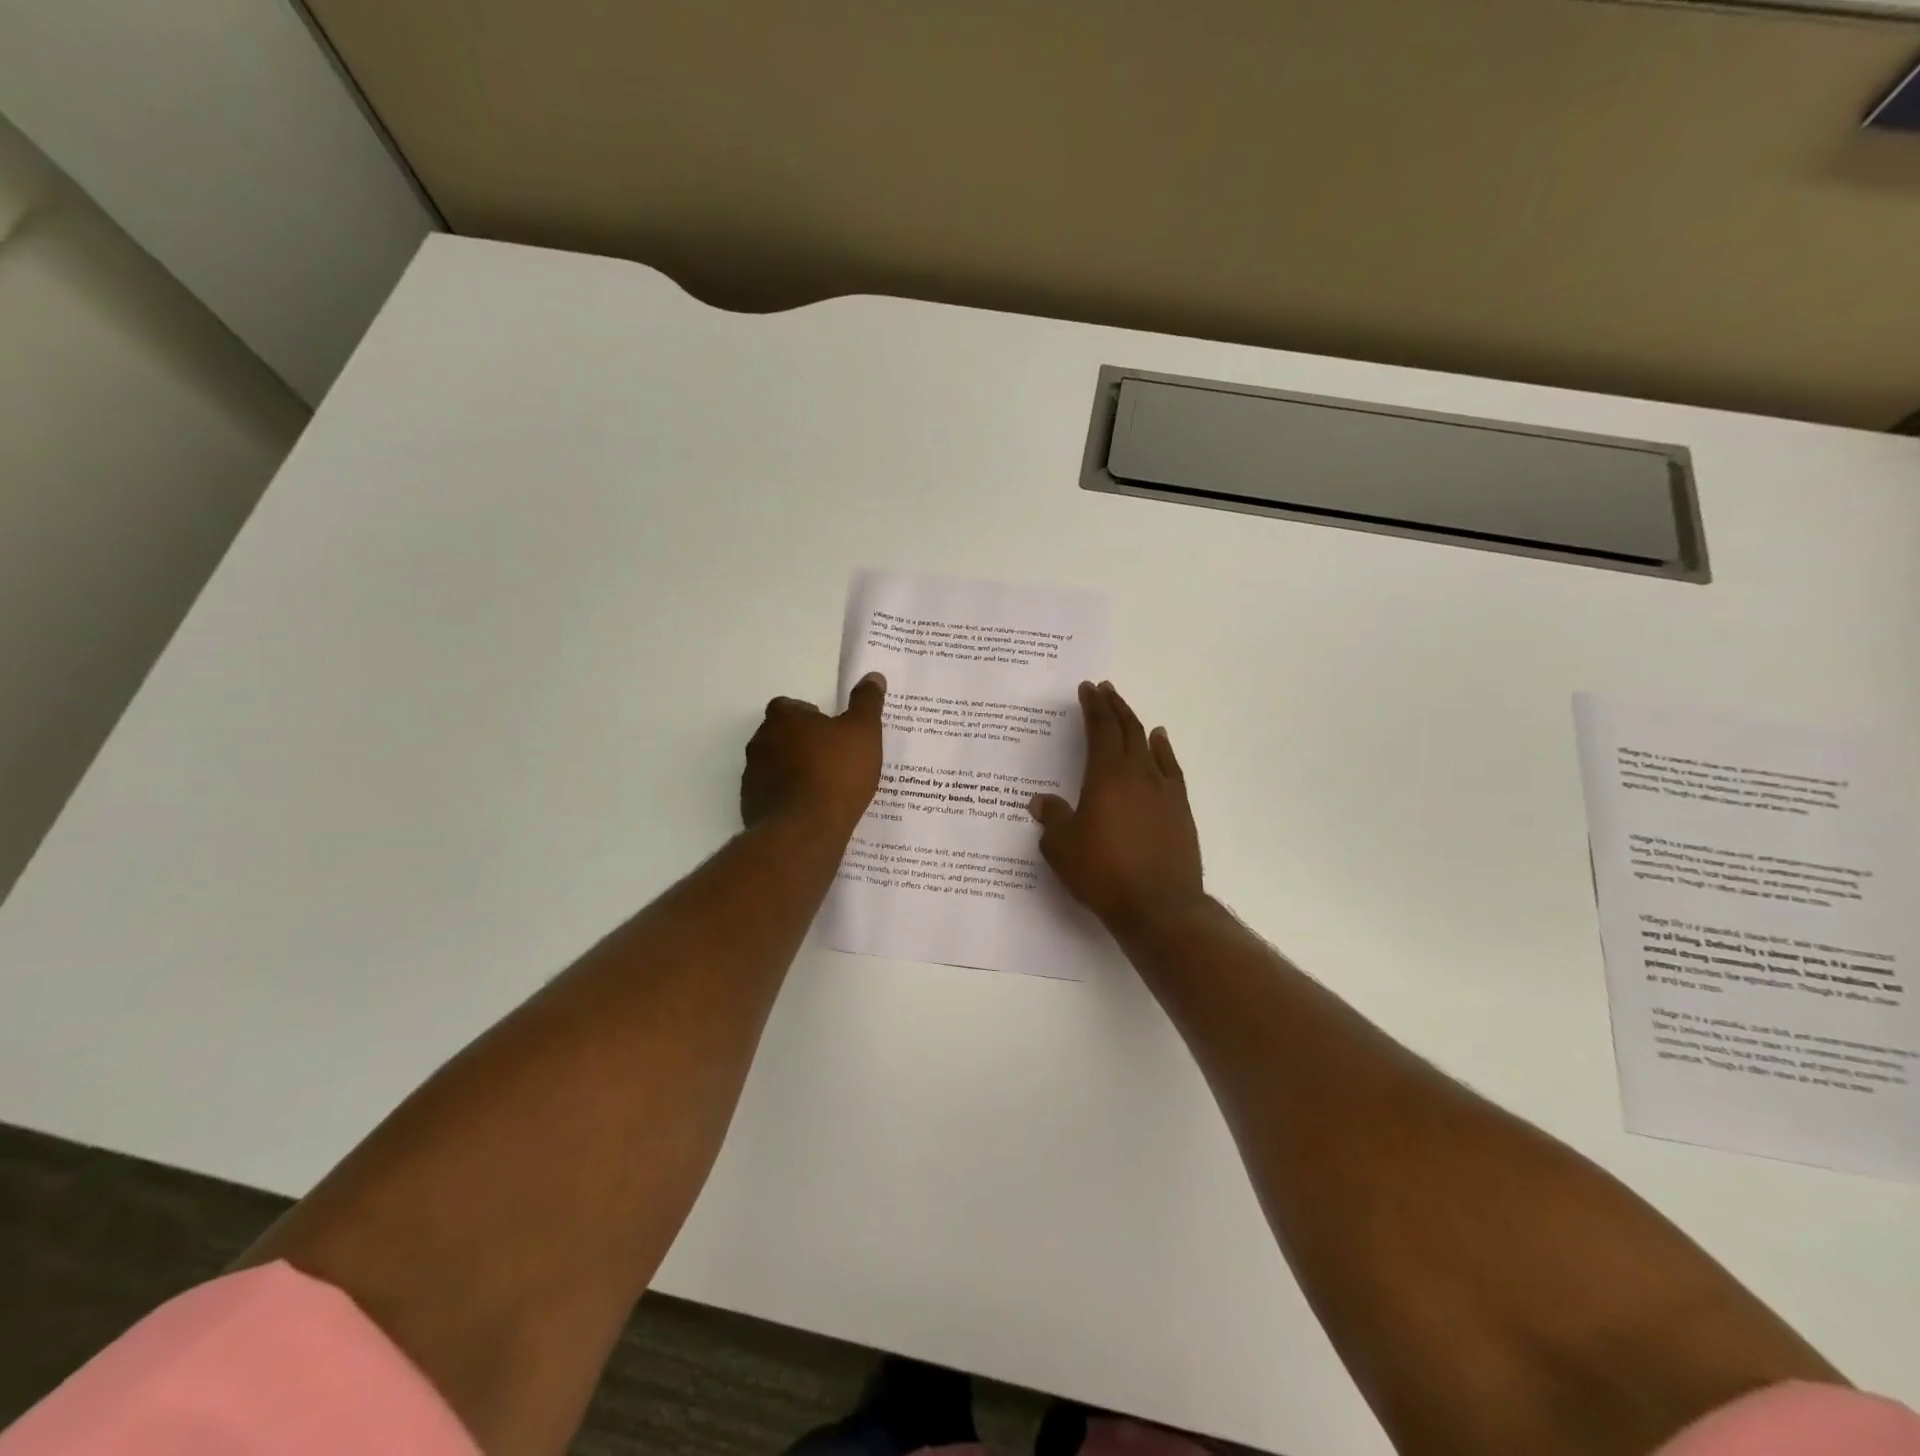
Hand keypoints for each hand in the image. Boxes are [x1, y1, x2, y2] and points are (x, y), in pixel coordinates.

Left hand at [741, 673, 887, 832]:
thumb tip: (873, 677)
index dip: (809, 716)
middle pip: (779, 735)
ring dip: (792, 771)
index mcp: (783, 719)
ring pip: (774, 766)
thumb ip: (867, 703)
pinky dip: (787, 798)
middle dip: (801, 743)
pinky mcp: (751, 807)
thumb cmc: (836, 773)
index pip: (789, 706)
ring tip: (823, 787)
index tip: (831, 731)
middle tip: (831, 758)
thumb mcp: (864, 732)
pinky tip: (811, 810)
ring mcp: (752, 777)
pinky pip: (772, 795)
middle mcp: (760, 742)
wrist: (805, 831)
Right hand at [1029, 681, 1204, 932]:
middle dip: (1114, 707)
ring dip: (1135, 723)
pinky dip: (1163, 749)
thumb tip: (1042, 802)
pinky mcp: (1180, 810)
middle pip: (1126, 729)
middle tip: (1104, 691)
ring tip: (1125, 711)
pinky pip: (1171, 768)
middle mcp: (1137, 774)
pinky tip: (1159, 742)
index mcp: (1106, 777)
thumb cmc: (1103, 874)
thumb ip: (1053, 819)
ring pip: (1149, 745)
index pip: (1100, 730)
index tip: (1087, 689)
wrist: (1159, 906)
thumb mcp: (1062, 848)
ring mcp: (1163, 791)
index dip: (1093, 707)